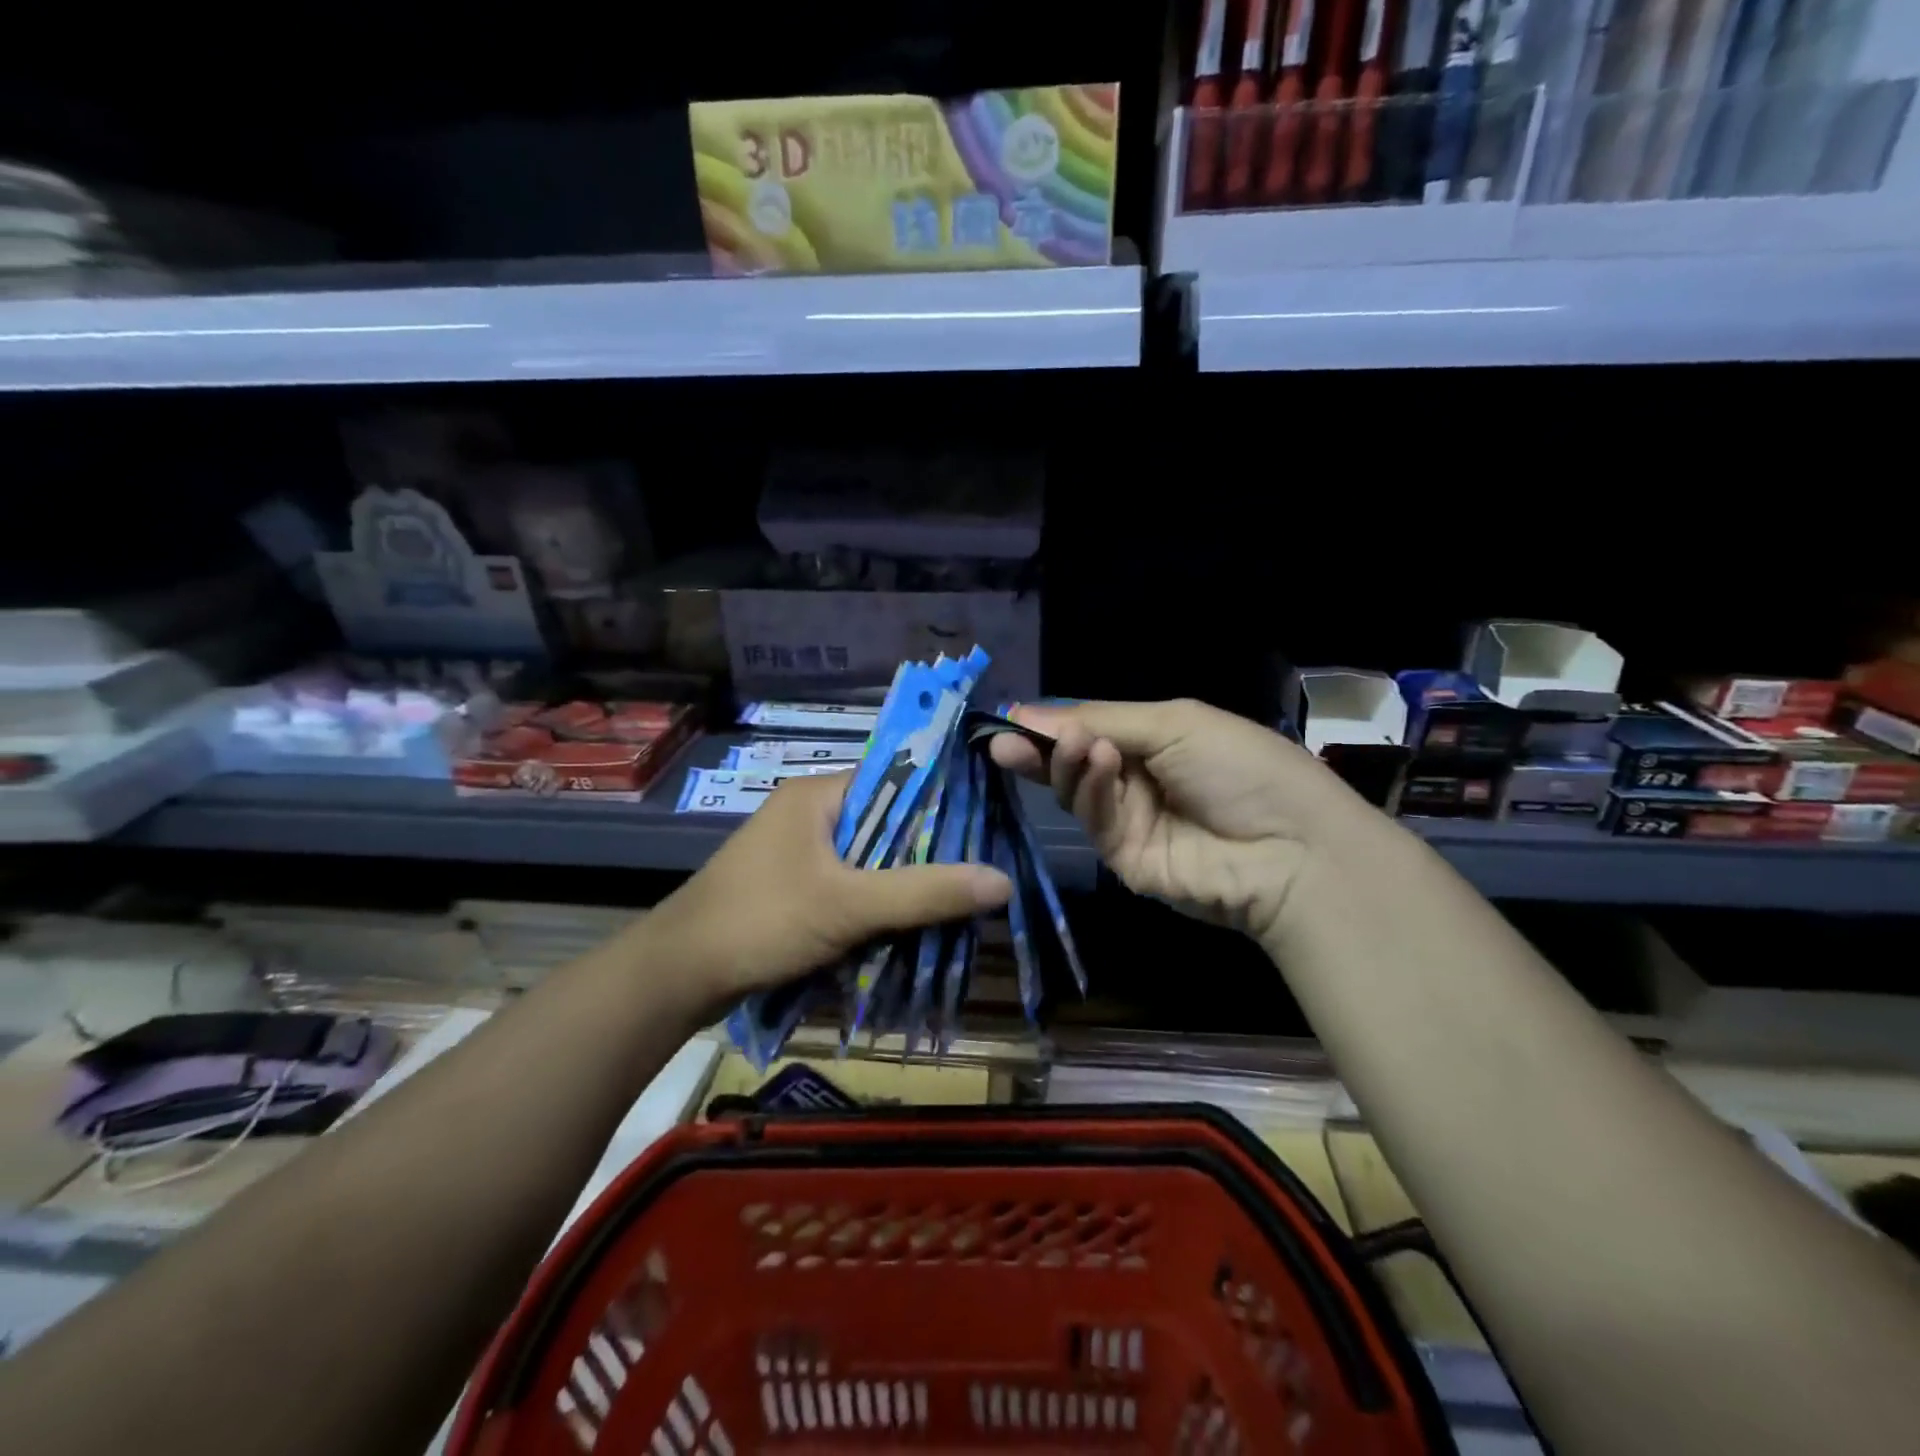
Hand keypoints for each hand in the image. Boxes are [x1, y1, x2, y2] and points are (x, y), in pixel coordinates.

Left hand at [646, 770, 1011, 1010]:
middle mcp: (807, 813)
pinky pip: (847, 884)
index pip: (894, 778)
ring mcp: (796, 852)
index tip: (984, 823)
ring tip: (952, 899)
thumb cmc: (762, 921)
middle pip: (884, 822)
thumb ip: (924, 893)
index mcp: (817, 795)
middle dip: (925, 850)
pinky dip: (874, 902)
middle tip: (976, 870)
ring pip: (867, 858)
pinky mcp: (791, 886)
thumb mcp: (849, 906)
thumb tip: (1001, 880)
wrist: (676, 976)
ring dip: (900, 881)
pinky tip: (905, 924)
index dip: (939, 799)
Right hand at [989, 698, 1367, 944]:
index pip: (1090, 730)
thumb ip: (1100, 719)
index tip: (1009, 718)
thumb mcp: (1174, 723)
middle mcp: (1138, 780)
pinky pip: (1096, 821)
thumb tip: (1024, 713)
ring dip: (1071, 764)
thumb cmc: (1241, 766)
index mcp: (1155, 741)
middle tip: (1006, 740)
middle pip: (1073, 763)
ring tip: (1078, 744)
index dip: (1051, 725)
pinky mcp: (1125, 859)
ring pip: (1078, 792)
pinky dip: (1093, 792)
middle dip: (1042, 749)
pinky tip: (1102, 764)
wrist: (1291, 847)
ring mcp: (1131, 822)